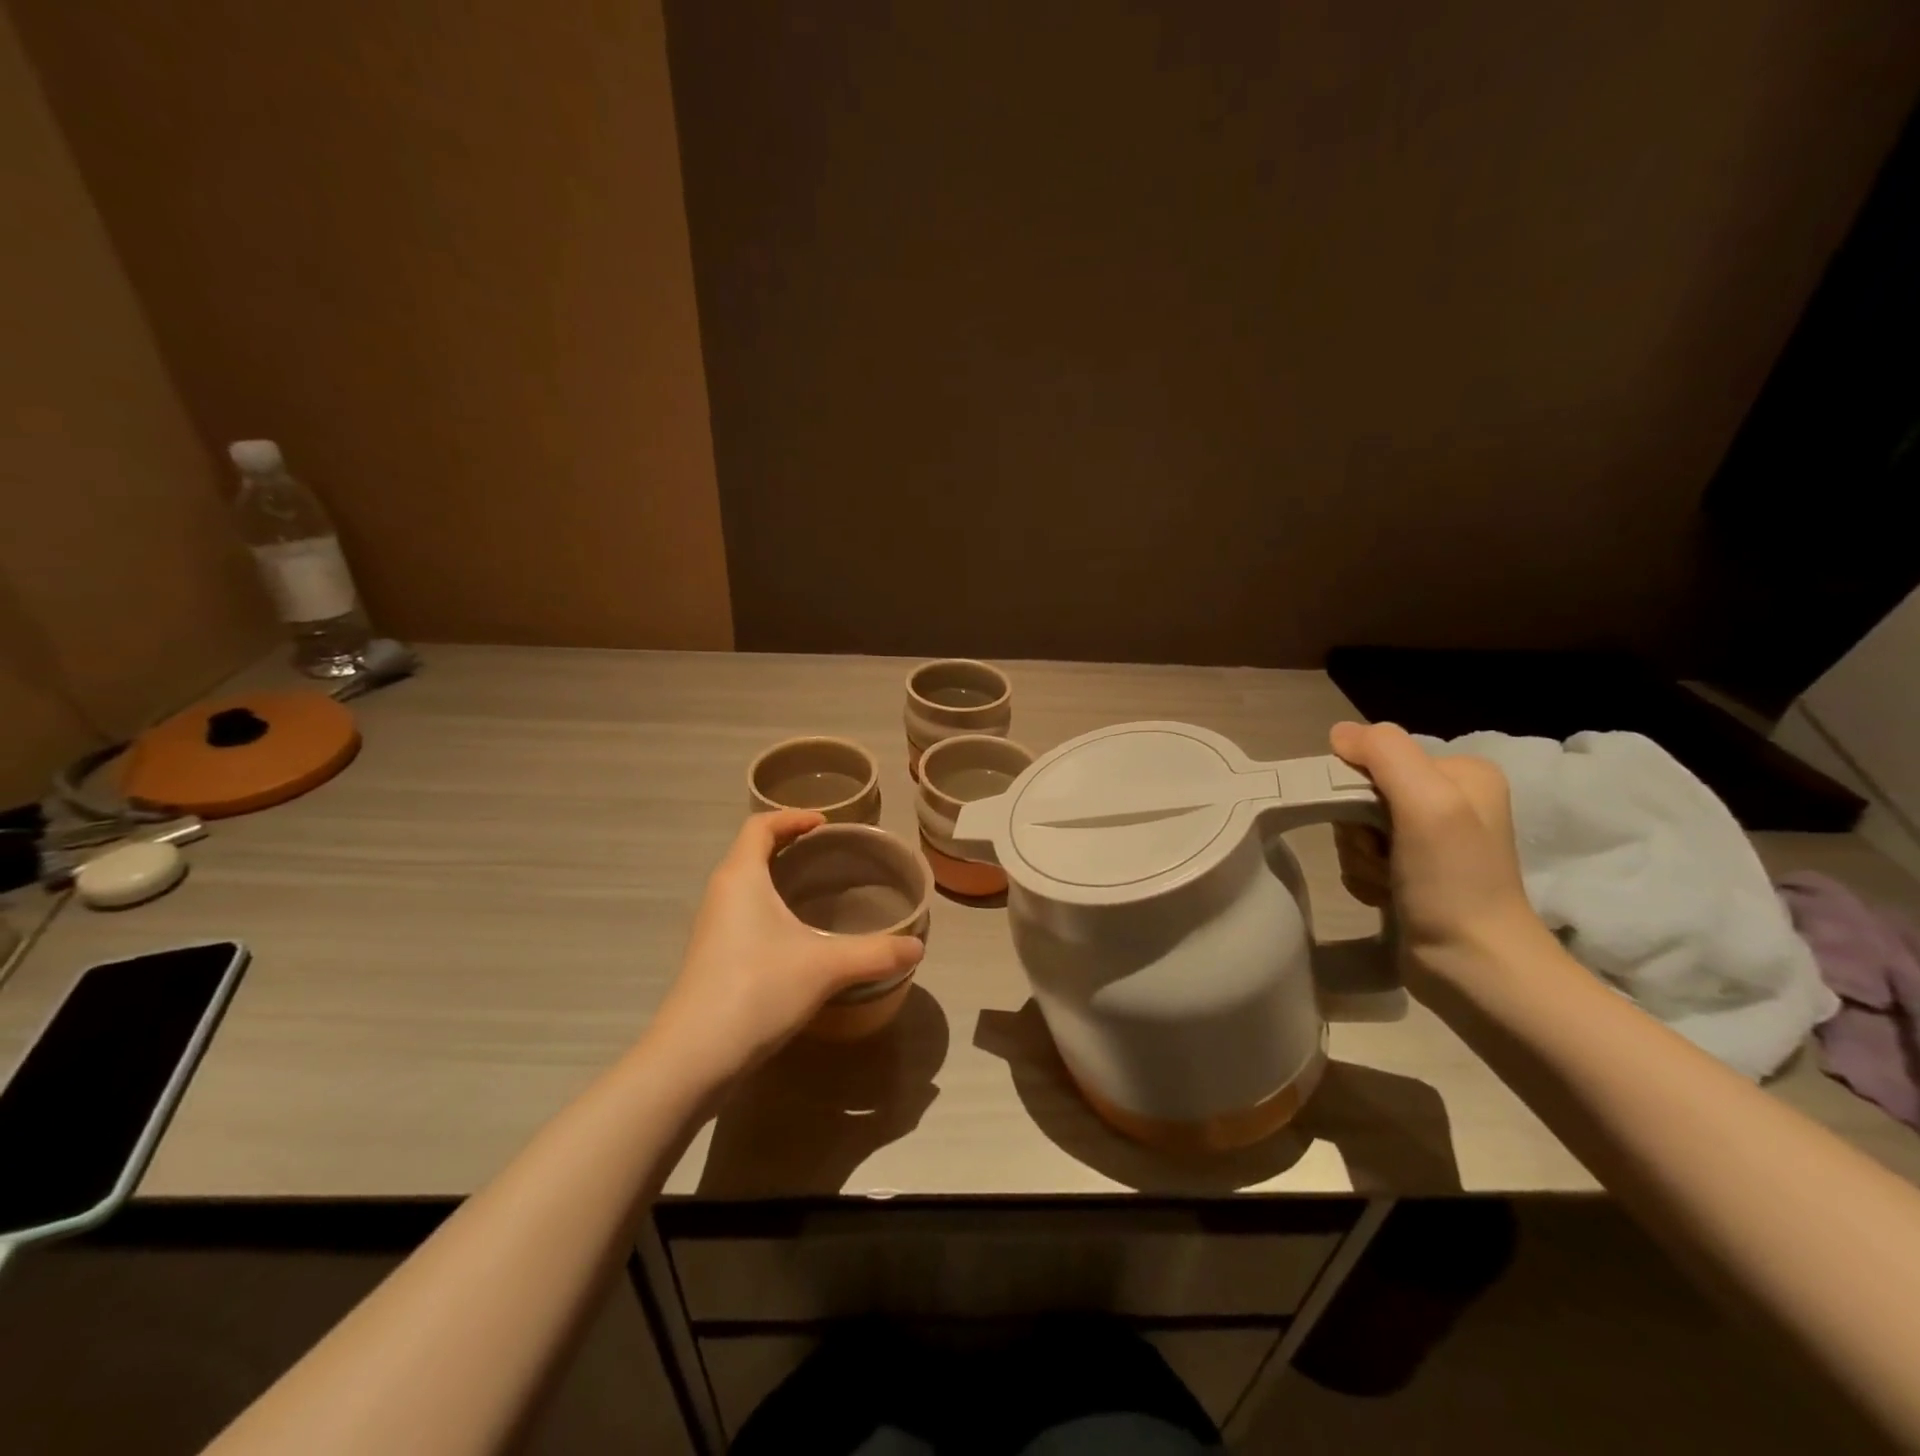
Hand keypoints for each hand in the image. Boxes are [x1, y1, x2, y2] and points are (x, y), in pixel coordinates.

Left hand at [648, 811, 924, 1086]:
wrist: (694, 1056)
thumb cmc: (758, 989)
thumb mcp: (826, 967)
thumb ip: (875, 953)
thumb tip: (918, 947)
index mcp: (741, 877)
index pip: (760, 826)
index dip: (792, 816)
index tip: (825, 824)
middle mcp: (721, 893)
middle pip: (751, 851)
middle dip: (788, 845)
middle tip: (828, 854)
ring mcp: (712, 926)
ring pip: (744, 884)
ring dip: (776, 877)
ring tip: (816, 891)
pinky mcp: (711, 956)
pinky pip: (741, 912)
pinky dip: (768, 907)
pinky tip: (795, 936)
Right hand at [1329, 721, 1550, 991]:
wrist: (1473, 966)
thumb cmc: (1453, 880)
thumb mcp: (1427, 802)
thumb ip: (1385, 754)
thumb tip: (1339, 732)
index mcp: (1461, 773)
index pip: (1376, 757)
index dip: (1356, 788)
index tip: (1374, 824)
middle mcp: (1448, 800)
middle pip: (1361, 793)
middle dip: (1357, 829)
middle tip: (1383, 857)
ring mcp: (1429, 840)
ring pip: (1354, 829)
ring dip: (1358, 858)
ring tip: (1387, 883)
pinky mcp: (1412, 873)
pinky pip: (1360, 858)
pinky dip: (1363, 878)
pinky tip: (1384, 896)